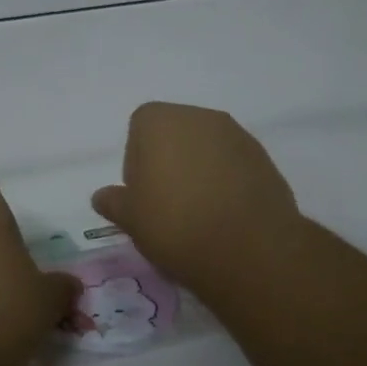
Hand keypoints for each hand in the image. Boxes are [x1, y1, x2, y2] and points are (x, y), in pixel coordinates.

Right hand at [92, 102, 303, 295]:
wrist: (250, 248)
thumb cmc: (176, 224)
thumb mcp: (130, 219)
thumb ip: (114, 202)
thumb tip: (102, 196)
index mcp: (160, 120)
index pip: (138, 129)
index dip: (136, 161)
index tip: (142, 194)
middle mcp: (199, 116)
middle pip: (174, 134)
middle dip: (168, 162)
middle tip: (167, 204)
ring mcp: (236, 135)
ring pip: (205, 149)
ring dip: (199, 171)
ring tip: (198, 214)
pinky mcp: (264, 159)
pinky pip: (233, 165)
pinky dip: (226, 182)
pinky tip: (224, 216)